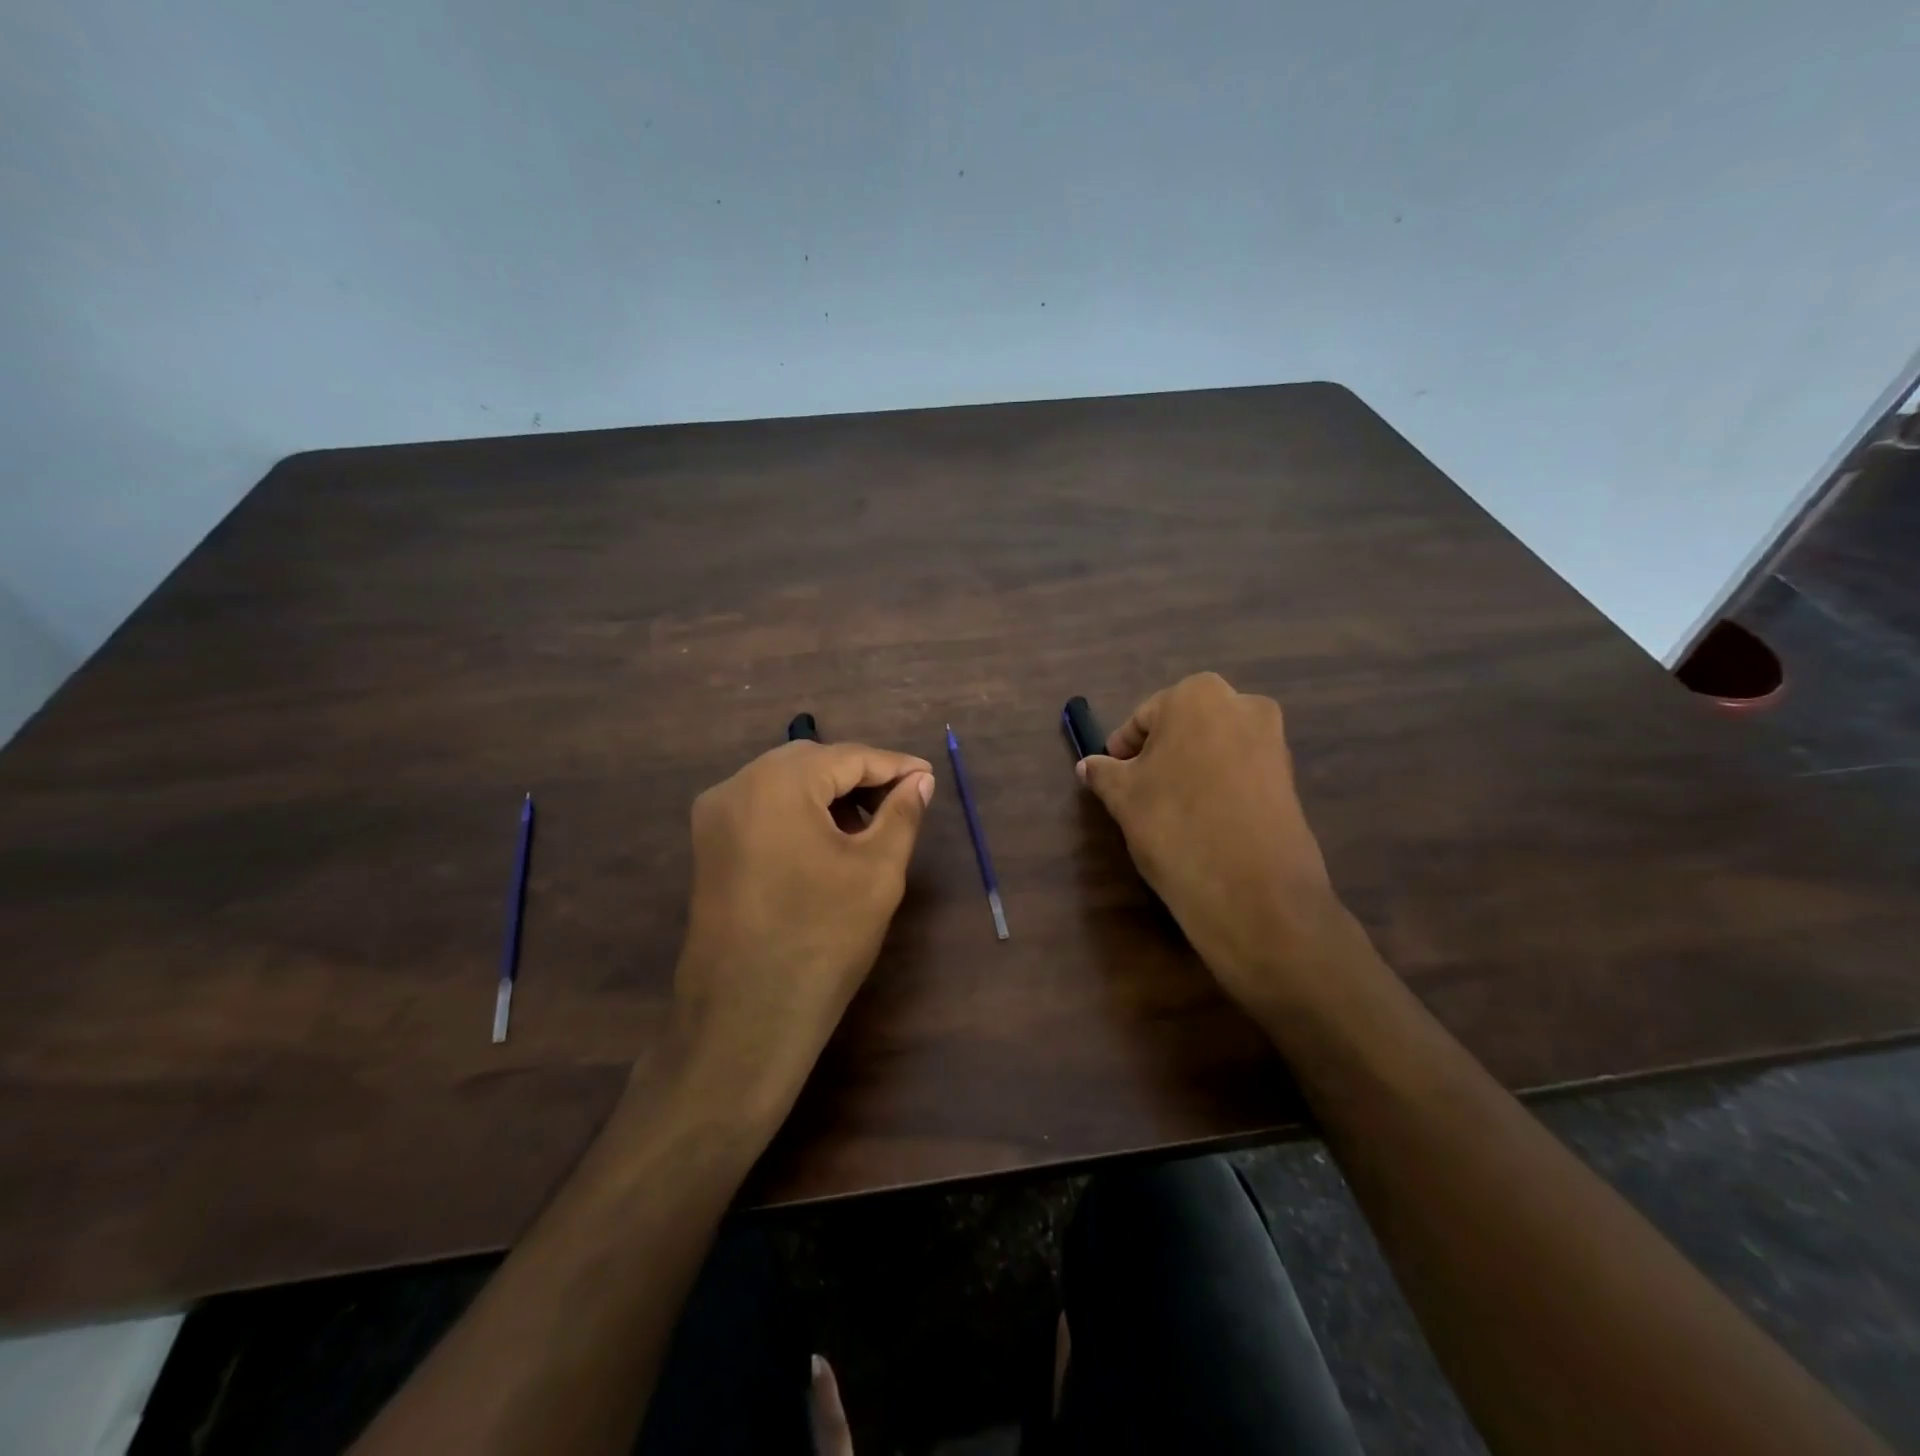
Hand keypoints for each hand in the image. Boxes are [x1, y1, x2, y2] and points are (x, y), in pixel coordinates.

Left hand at [672, 740, 935, 1118]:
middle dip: (859, 777)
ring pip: (784, 784)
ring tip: (870, 824)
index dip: (894, 765)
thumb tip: (920, 781)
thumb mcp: (877, 871)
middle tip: (902, 800)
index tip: (929, 777)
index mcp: (776, 783)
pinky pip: (762, 809)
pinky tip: (828, 841)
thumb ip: (902, 814)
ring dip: (828, 794)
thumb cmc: (823, 938)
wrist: (746, 1018)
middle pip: (811, 762)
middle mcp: (735, 786)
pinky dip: (799, 813)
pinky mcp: (708, 848)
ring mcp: (714, 818)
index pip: (848, 756)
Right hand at [1077, 673, 1343, 1013]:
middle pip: (1184, 728)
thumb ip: (1103, 773)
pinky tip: (1204, 823)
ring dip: (1190, 771)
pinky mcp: (1290, 779)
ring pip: (1214, 750)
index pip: (1144, 718)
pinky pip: (1240, 774)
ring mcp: (1273, 742)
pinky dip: (1219, 789)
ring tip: (1171, 812)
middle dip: (1160, 756)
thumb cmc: (1174, 825)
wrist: (1252, 891)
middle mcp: (1243, 705)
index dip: (1123, 750)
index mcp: (1198, 695)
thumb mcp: (1123, 797)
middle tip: (1139, 794)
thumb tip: (1087, 766)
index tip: (1112, 779)